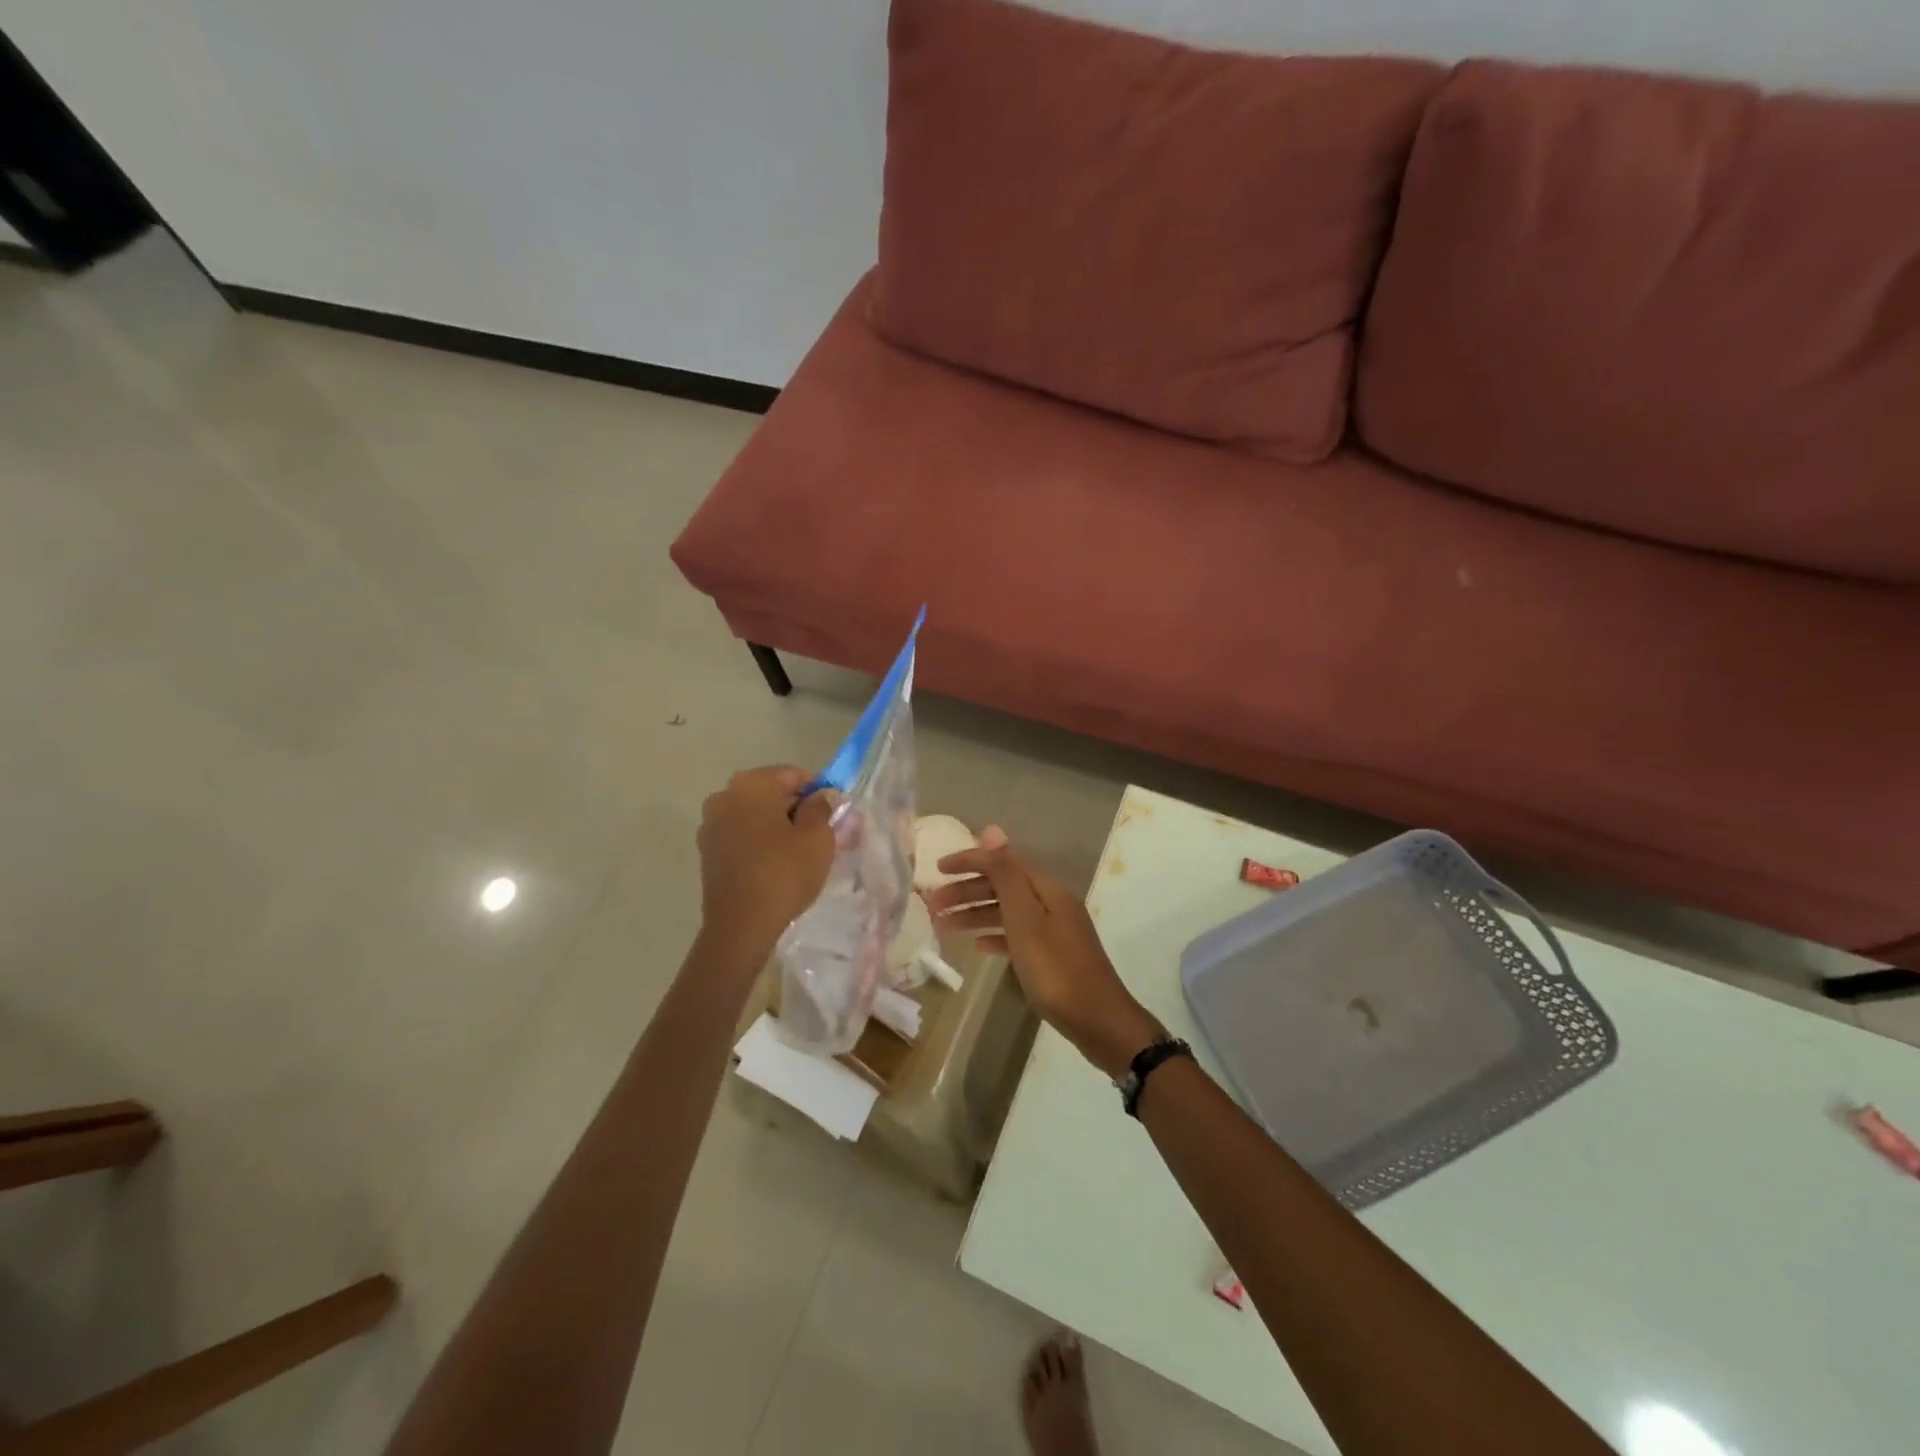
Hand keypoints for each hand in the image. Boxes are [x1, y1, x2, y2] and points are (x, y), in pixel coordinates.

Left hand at [697, 766, 835, 964]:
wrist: (741, 926)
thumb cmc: (784, 874)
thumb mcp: (817, 838)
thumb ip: (821, 808)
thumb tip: (821, 795)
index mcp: (751, 785)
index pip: (793, 775)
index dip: (818, 791)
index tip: (833, 812)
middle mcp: (724, 796)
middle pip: (771, 793)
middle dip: (797, 808)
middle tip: (821, 833)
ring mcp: (711, 824)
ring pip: (756, 815)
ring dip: (778, 825)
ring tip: (800, 852)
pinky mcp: (707, 851)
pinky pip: (742, 834)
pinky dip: (761, 841)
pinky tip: (777, 863)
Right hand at [927, 827, 1163, 1076]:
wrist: (1098, 1021)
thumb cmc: (1056, 969)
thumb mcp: (1025, 919)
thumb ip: (1006, 875)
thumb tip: (991, 830)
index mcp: (1046, 889)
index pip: (1002, 862)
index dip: (969, 861)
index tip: (936, 870)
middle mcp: (1052, 903)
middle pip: (1003, 886)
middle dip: (966, 891)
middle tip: (932, 905)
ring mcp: (1054, 930)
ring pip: (1007, 912)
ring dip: (975, 914)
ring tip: (943, 926)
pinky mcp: (1053, 956)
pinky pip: (1017, 936)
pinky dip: (995, 936)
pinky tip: (978, 946)